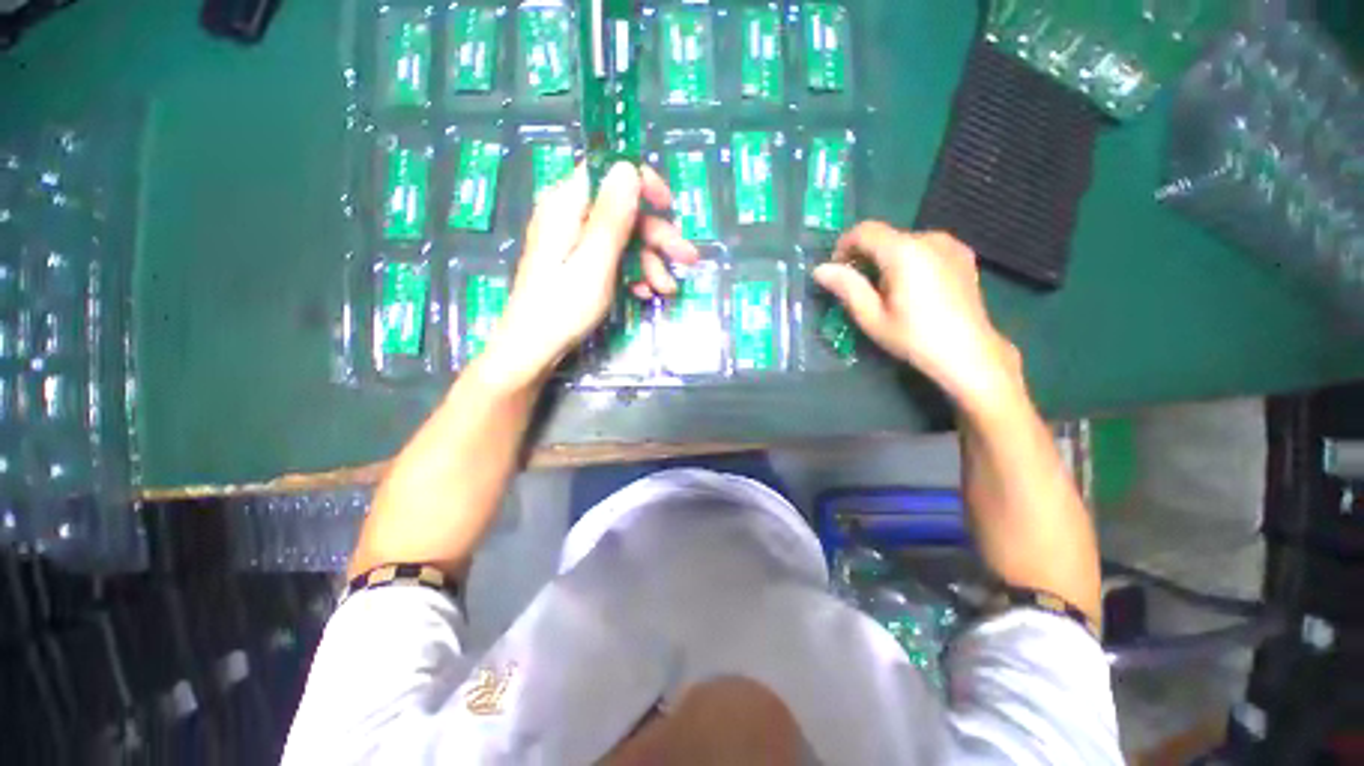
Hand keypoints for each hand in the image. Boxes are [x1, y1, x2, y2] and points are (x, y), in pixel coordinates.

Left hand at [480, 162, 697, 385]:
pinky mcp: (578, 262)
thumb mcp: (595, 263)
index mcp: (566, 205)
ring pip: (622, 237)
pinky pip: (612, 256)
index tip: (669, 208)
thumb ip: (612, 216)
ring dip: (649, 261)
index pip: (607, 171)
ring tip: (666, 289)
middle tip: (688, 259)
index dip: (642, 183)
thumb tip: (628, 166)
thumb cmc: (563, 308)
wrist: (533, 349)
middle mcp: (569, 215)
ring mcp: (573, 241)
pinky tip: (645, 292)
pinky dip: (632, 272)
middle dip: (657, 236)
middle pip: (622, 210)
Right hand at [812, 222, 1023, 410]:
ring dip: (887, 259)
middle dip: (865, 256)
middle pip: (885, 236)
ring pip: (905, 242)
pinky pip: (925, 248)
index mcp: (904, 251)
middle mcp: (929, 238)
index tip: (837, 270)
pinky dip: (909, 260)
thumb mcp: (871, 317)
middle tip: (859, 288)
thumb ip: (846, 287)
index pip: (864, 230)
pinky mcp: (963, 255)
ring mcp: (951, 244)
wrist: (969, 353)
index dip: (844, 246)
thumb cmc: (914, 337)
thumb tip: (820, 269)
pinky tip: (912, 288)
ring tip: (886, 292)